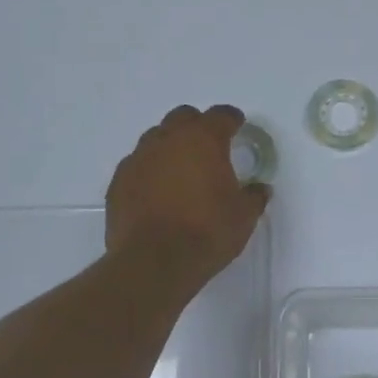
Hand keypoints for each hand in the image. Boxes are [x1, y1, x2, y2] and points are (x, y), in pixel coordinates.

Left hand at [106, 105, 269, 288]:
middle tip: (208, 147)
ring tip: (180, 171)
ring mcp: (138, 159)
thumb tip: (259, 189)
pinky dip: (149, 171)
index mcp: (203, 140)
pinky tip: (157, 192)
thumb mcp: (243, 217)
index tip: (237, 126)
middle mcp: (168, 140)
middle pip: (183, 117)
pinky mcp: (118, 182)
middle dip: (197, 126)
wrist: (153, 262)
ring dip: (170, 147)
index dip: (231, 119)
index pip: (220, 115)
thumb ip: (254, 197)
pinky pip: (137, 165)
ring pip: (156, 138)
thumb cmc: (206, 232)